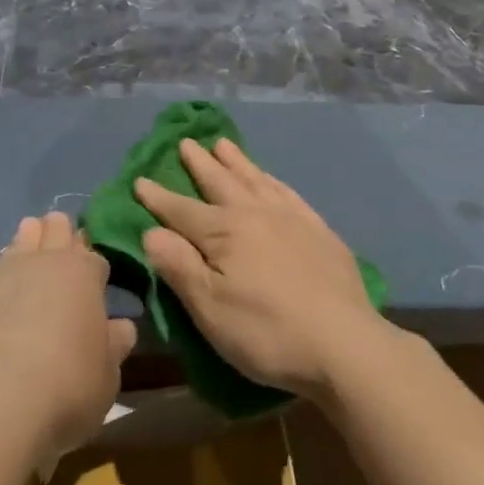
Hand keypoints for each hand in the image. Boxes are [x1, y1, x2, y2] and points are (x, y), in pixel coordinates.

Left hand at [0, 212, 135, 460]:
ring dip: (23, 248)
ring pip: (15, 245)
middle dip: (59, 235)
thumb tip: (120, 328)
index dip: (93, 267)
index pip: (93, 257)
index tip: (93, 279)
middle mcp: (39, 262)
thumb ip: (112, 346)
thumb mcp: (106, 376)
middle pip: (54, 231)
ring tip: (24, 260)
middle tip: (59, 250)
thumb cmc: (64, 385)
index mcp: (82, 273)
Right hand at [134, 138, 384, 399]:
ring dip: (236, 161)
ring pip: (255, 179)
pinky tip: (269, 178)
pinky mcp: (318, 229)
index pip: (181, 210)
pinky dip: (272, 180)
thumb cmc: (267, 332)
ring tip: (223, 144)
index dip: (158, 197)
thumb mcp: (210, 309)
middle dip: (199, 164)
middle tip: (186, 142)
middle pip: (220, 182)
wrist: (344, 342)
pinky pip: (287, 192)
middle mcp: (255, 213)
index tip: (139, 179)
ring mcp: (290, 217)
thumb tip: (151, 231)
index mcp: (224, 232)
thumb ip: (179, 266)